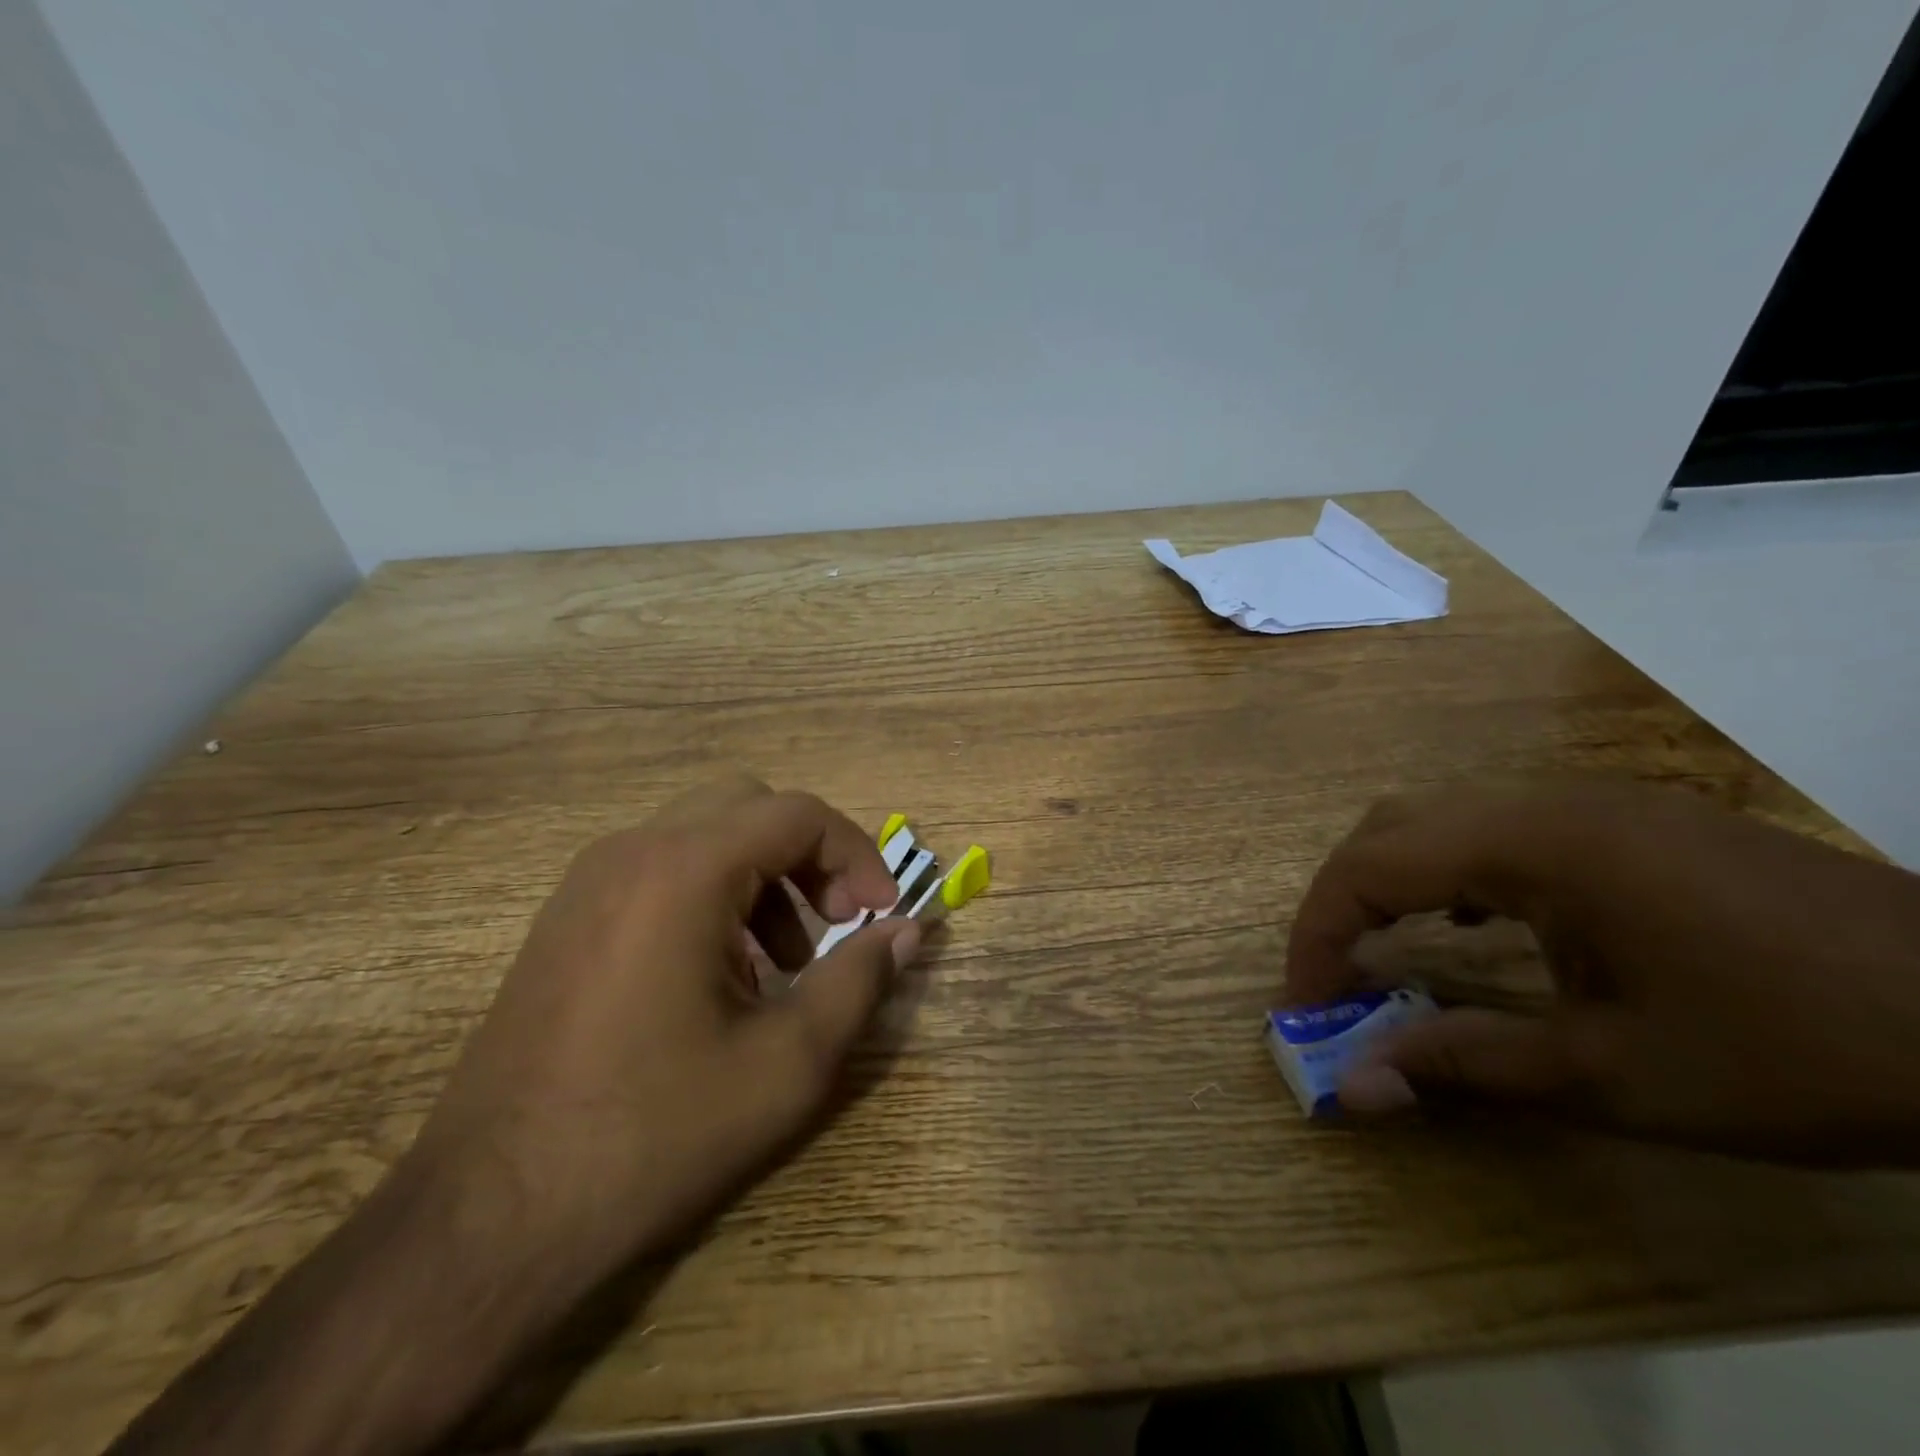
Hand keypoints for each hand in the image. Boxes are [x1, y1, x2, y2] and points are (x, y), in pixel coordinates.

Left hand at [109, 775, 918, 1455]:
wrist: (489, 1216)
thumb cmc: (653, 1132)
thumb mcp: (786, 1063)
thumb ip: (860, 981)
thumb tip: (910, 932)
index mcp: (684, 870)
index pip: (798, 814)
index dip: (857, 855)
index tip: (881, 916)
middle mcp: (632, 851)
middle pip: (751, 808)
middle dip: (810, 858)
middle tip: (838, 925)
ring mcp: (589, 881)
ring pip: (705, 835)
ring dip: (764, 878)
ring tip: (783, 965)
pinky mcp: (567, 916)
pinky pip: (661, 870)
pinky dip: (714, 895)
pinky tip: (720, 978)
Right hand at [1286, 781, 1919, 1164]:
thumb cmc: (1800, 1048)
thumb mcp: (1619, 1076)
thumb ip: (1467, 1065)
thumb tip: (1355, 1085)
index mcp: (1531, 843)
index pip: (1370, 867)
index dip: (1318, 934)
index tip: (1306, 1006)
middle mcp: (1543, 802)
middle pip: (1390, 828)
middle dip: (1342, 902)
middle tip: (1333, 979)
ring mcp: (1588, 805)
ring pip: (1439, 821)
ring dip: (1392, 885)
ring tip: (1383, 956)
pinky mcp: (1625, 824)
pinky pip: (1495, 831)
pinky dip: (1450, 876)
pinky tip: (1474, 928)